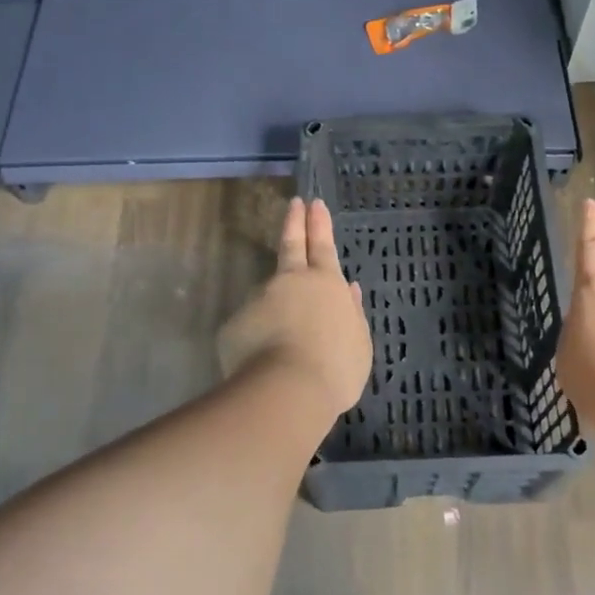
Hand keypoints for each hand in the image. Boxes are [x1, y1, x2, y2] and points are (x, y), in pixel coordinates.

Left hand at [218, 197, 371, 420]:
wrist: (286, 391)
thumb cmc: (335, 367)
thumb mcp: (359, 343)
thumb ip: (353, 313)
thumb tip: (351, 290)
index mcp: (326, 283)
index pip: (323, 245)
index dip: (319, 224)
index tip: (314, 203)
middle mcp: (291, 282)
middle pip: (292, 246)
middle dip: (295, 223)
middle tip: (294, 204)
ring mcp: (259, 300)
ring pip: (269, 296)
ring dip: (276, 307)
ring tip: (287, 342)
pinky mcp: (235, 324)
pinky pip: (251, 329)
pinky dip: (258, 339)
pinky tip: (265, 363)